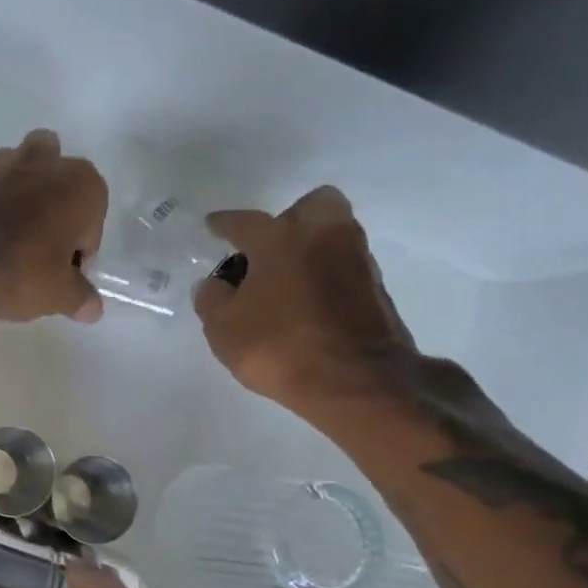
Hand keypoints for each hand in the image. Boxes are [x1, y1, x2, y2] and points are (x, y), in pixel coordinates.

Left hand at [0, 129, 107, 324]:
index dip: (80, 252)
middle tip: (40, 253)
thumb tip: (92, 309)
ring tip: (8, 242)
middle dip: (54, 210)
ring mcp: (2, 162)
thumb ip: (81, 298)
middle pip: (59, 184)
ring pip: (22, 176)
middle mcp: (46, 162)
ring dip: (21, 200)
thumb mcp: (59, 295)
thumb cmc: (19, 272)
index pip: (93, 222)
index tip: (64, 277)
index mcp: (82, 184)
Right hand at [192, 187, 416, 412]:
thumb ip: (211, 299)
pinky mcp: (376, 288)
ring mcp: (356, 260)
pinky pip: (343, 268)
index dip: (223, 224)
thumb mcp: (223, 328)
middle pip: (311, 206)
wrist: (356, 382)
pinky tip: (307, 303)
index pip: (244, 221)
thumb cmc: (279, 346)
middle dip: (289, 219)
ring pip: (332, 236)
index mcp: (280, 239)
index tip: (213, 226)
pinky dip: (325, 276)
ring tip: (284, 282)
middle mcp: (323, 236)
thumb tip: (214, 284)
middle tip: (268, 250)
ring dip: (309, 249)